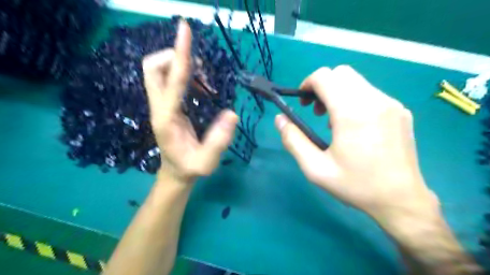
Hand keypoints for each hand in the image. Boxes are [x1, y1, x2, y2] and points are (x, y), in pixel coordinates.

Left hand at [142, 20, 237, 182]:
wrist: (175, 173)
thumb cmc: (190, 168)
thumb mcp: (207, 162)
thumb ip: (219, 140)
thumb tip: (232, 113)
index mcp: (166, 118)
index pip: (172, 80)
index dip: (180, 54)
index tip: (185, 30)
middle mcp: (159, 107)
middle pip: (153, 67)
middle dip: (174, 57)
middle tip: (201, 71)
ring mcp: (160, 105)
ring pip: (159, 71)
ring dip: (182, 67)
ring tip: (206, 85)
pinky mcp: (166, 105)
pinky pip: (170, 80)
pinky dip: (185, 75)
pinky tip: (202, 89)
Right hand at [275, 65, 439, 223]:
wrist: (401, 201)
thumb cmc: (356, 185)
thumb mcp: (315, 168)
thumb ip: (293, 140)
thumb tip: (279, 119)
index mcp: (352, 113)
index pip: (325, 76)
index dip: (307, 84)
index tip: (303, 103)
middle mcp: (374, 100)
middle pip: (341, 73)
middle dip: (322, 86)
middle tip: (316, 111)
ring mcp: (391, 104)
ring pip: (356, 81)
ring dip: (337, 93)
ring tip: (333, 121)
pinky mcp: (400, 111)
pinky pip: (370, 93)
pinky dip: (354, 100)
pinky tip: (354, 126)